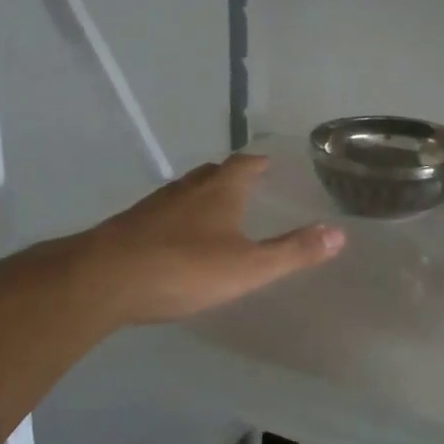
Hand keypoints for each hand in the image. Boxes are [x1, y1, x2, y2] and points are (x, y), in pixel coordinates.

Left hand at [76, 155, 344, 325]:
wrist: (103, 280)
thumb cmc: (184, 268)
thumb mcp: (248, 267)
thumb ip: (293, 252)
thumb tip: (340, 233)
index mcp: (219, 191)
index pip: (244, 165)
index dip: (258, 163)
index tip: (267, 163)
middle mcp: (187, 189)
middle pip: (212, 173)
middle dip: (230, 176)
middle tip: (245, 183)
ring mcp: (154, 206)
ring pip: (185, 192)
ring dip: (202, 195)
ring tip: (214, 209)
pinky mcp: (130, 226)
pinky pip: (163, 214)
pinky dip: (177, 218)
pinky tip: (176, 238)